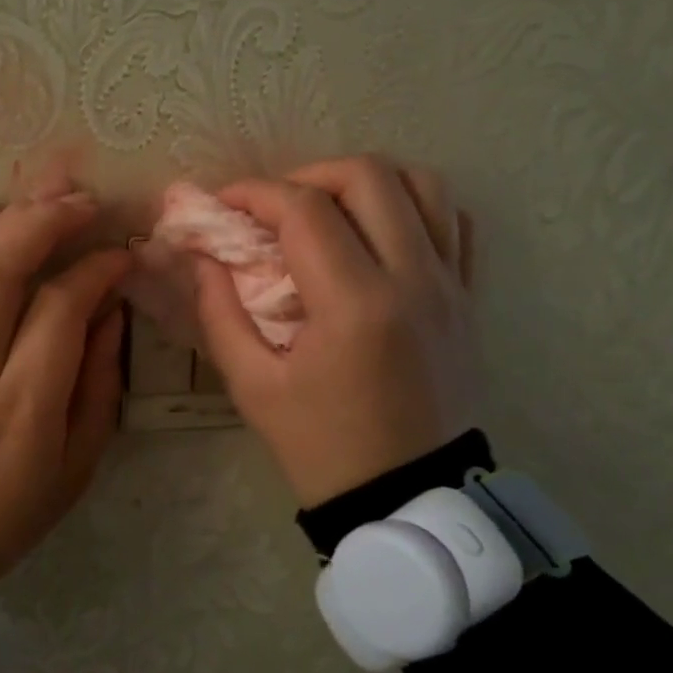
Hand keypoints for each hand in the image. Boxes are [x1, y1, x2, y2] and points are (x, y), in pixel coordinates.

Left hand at [0, 189, 129, 587]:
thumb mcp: (76, 465)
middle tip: (84, 199)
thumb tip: (110, 313)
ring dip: (7, 218)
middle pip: (1, 269)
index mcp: (22, 404)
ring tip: (45, 187)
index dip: (95, 270)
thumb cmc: (8, 511)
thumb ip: (98, 384)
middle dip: (45, 220)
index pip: (60, 309)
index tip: (122, 254)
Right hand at [192, 155, 477, 507]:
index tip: (225, 204)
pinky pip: (454, 222)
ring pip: (422, 185)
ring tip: (327, 211)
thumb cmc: (322, 446)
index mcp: (355, 305)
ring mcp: (451, 285)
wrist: (408, 497)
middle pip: (368, 176)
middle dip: (307, 175)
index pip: (304, 210)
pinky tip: (378, 232)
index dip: (255, 193)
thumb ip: (219, 311)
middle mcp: (413, 279)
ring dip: (364, 183)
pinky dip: (413, 207)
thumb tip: (203, 257)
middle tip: (273, 206)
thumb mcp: (252, 385)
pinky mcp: (469, 298)